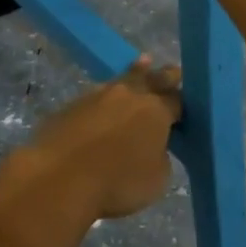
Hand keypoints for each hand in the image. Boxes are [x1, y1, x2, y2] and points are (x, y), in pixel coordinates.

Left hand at [19, 60, 181, 220]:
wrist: (59, 178)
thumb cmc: (117, 182)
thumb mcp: (157, 179)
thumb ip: (160, 157)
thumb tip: (151, 147)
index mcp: (156, 110)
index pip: (177, 100)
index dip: (183, 104)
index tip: (186, 105)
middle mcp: (129, 95)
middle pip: (151, 79)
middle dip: (163, 76)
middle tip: (172, 70)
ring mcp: (97, 96)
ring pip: (121, 81)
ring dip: (133, 75)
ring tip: (142, 64)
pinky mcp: (70, 106)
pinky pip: (95, 97)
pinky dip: (105, 99)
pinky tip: (105, 104)